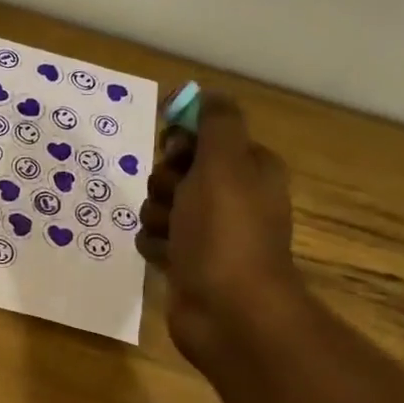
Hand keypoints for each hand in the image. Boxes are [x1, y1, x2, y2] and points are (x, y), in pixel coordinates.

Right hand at [137, 93, 301, 363]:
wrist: (228, 310)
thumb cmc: (226, 232)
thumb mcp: (224, 163)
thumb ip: (214, 122)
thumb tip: (202, 93)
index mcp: (248, 168)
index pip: (203, 135)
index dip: (181, 140)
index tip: (173, 150)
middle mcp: (231, 197)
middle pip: (176, 170)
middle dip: (165, 183)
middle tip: (177, 199)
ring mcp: (208, 232)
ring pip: (160, 205)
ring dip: (157, 216)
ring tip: (173, 235)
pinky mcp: (187, 261)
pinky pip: (155, 238)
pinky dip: (155, 245)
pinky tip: (166, 257)